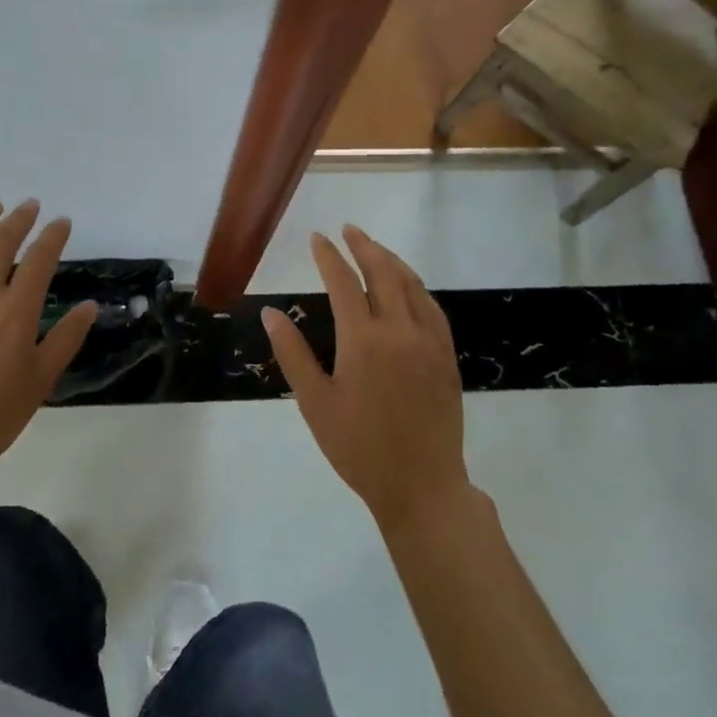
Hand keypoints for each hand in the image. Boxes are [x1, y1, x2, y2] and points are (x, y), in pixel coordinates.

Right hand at [261, 227, 468, 536]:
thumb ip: (293, 353)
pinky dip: (416, 287)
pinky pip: (432, 308)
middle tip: (348, 229)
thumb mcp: (315, 403)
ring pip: (412, 285)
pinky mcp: (446, 356)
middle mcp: (399, 330)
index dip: (328, 256)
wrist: (422, 486)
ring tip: (375, 248)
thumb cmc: (359, 448)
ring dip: (391, 260)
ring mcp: (428, 341)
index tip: (317, 237)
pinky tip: (409, 287)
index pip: (343, 282)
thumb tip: (270, 313)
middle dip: (364, 246)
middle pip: (383, 272)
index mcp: (363, 340)